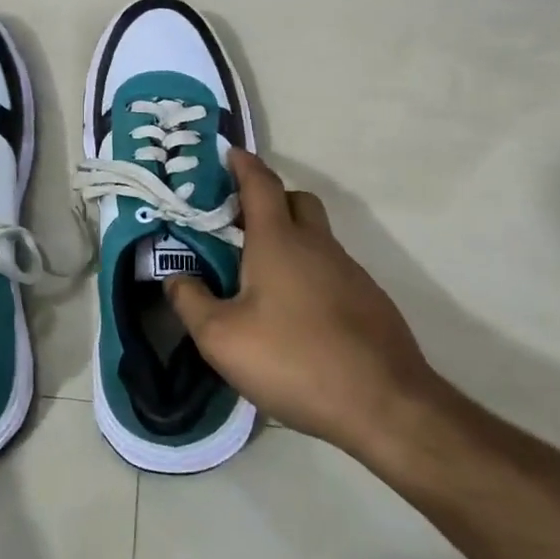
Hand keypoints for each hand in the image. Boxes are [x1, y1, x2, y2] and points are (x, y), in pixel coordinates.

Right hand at [165, 151, 445, 467]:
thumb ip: (190, 301)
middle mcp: (317, 245)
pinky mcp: (369, 301)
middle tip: (238, 224)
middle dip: (269, 200)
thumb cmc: (294, 360)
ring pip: (316, 237)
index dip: (242, 164)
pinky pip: (331, 269)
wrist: (385, 406)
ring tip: (258, 278)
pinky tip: (294, 315)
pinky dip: (308, 273)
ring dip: (289, 240)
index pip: (260, 183)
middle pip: (296, 201)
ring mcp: (349, 272)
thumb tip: (175, 278)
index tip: (228, 153)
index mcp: (279, 241)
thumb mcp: (221, 338)